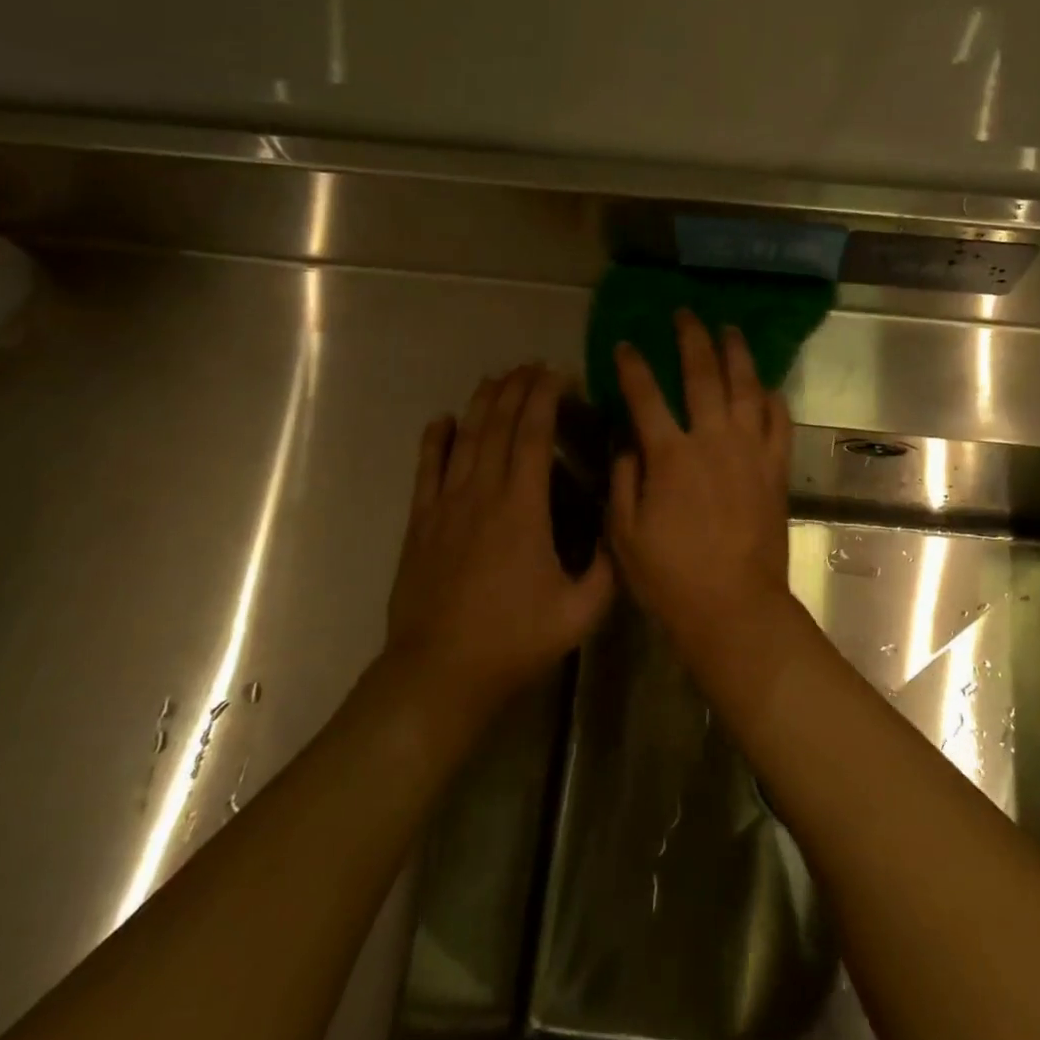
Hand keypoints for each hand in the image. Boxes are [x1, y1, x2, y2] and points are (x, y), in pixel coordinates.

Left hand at [387, 365, 614, 719]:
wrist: (439, 673)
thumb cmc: (515, 639)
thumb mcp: (581, 610)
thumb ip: (607, 566)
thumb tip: (619, 527)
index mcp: (523, 508)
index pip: (534, 435)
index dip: (545, 398)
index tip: (558, 374)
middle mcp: (483, 494)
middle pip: (499, 426)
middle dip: (517, 389)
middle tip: (532, 366)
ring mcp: (446, 506)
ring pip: (465, 439)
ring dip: (482, 404)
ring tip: (497, 377)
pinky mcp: (420, 523)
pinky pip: (427, 470)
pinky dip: (435, 440)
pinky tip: (443, 419)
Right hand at [609, 311, 793, 642]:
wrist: (734, 606)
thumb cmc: (671, 577)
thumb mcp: (625, 534)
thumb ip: (624, 479)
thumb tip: (628, 440)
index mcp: (670, 456)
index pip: (645, 396)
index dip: (632, 366)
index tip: (625, 345)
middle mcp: (713, 441)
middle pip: (703, 376)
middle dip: (691, 340)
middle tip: (685, 314)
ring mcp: (750, 452)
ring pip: (746, 388)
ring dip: (737, 355)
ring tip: (730, 330)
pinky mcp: (775, 469)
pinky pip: (779, 422)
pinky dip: (773, 399)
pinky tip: (766, 386)